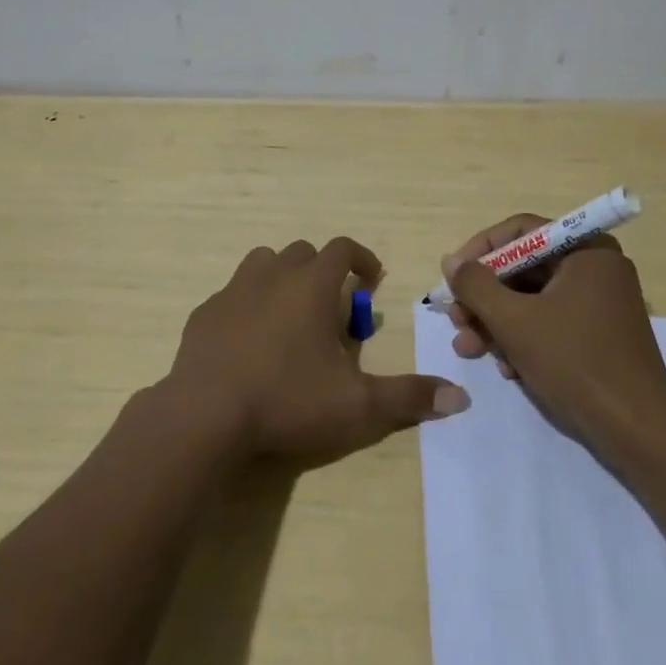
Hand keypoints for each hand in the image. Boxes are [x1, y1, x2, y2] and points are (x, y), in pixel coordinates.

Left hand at [167, 236, 469, 460]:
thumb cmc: (287, 400)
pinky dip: (248, 304)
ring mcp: (233, 291)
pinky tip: (250, 340)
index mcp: (310, 285)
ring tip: (291, 315)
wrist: (205, 415)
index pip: (342, 249)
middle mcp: (272, 275)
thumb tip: (460, 397)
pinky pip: (232, 294)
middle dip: (323, 271)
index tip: (372, 279)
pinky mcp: (205, 313)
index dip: (361, 258)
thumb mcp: (357, 406)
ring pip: (263, 263)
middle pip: (303, 253)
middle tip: (333, 309)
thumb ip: (408, 397)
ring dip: (283, 278)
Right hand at [441, 214, 665, 446]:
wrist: (636, 430)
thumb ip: (476, 285)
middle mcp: (596, 268)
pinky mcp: (599, 335)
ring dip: (496, 322)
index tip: (452, 276)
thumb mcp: (513, 320)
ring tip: (468, 349)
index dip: (480, 250)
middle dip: (484, 297)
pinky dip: (523, 338)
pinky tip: (505, 368)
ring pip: (533, 299)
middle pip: (524, 268)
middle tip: (455, 320)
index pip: (521, 231)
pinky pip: (551, 322)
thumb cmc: (574, 362)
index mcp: (586, 251)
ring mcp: (600, 303)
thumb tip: (452, 261)